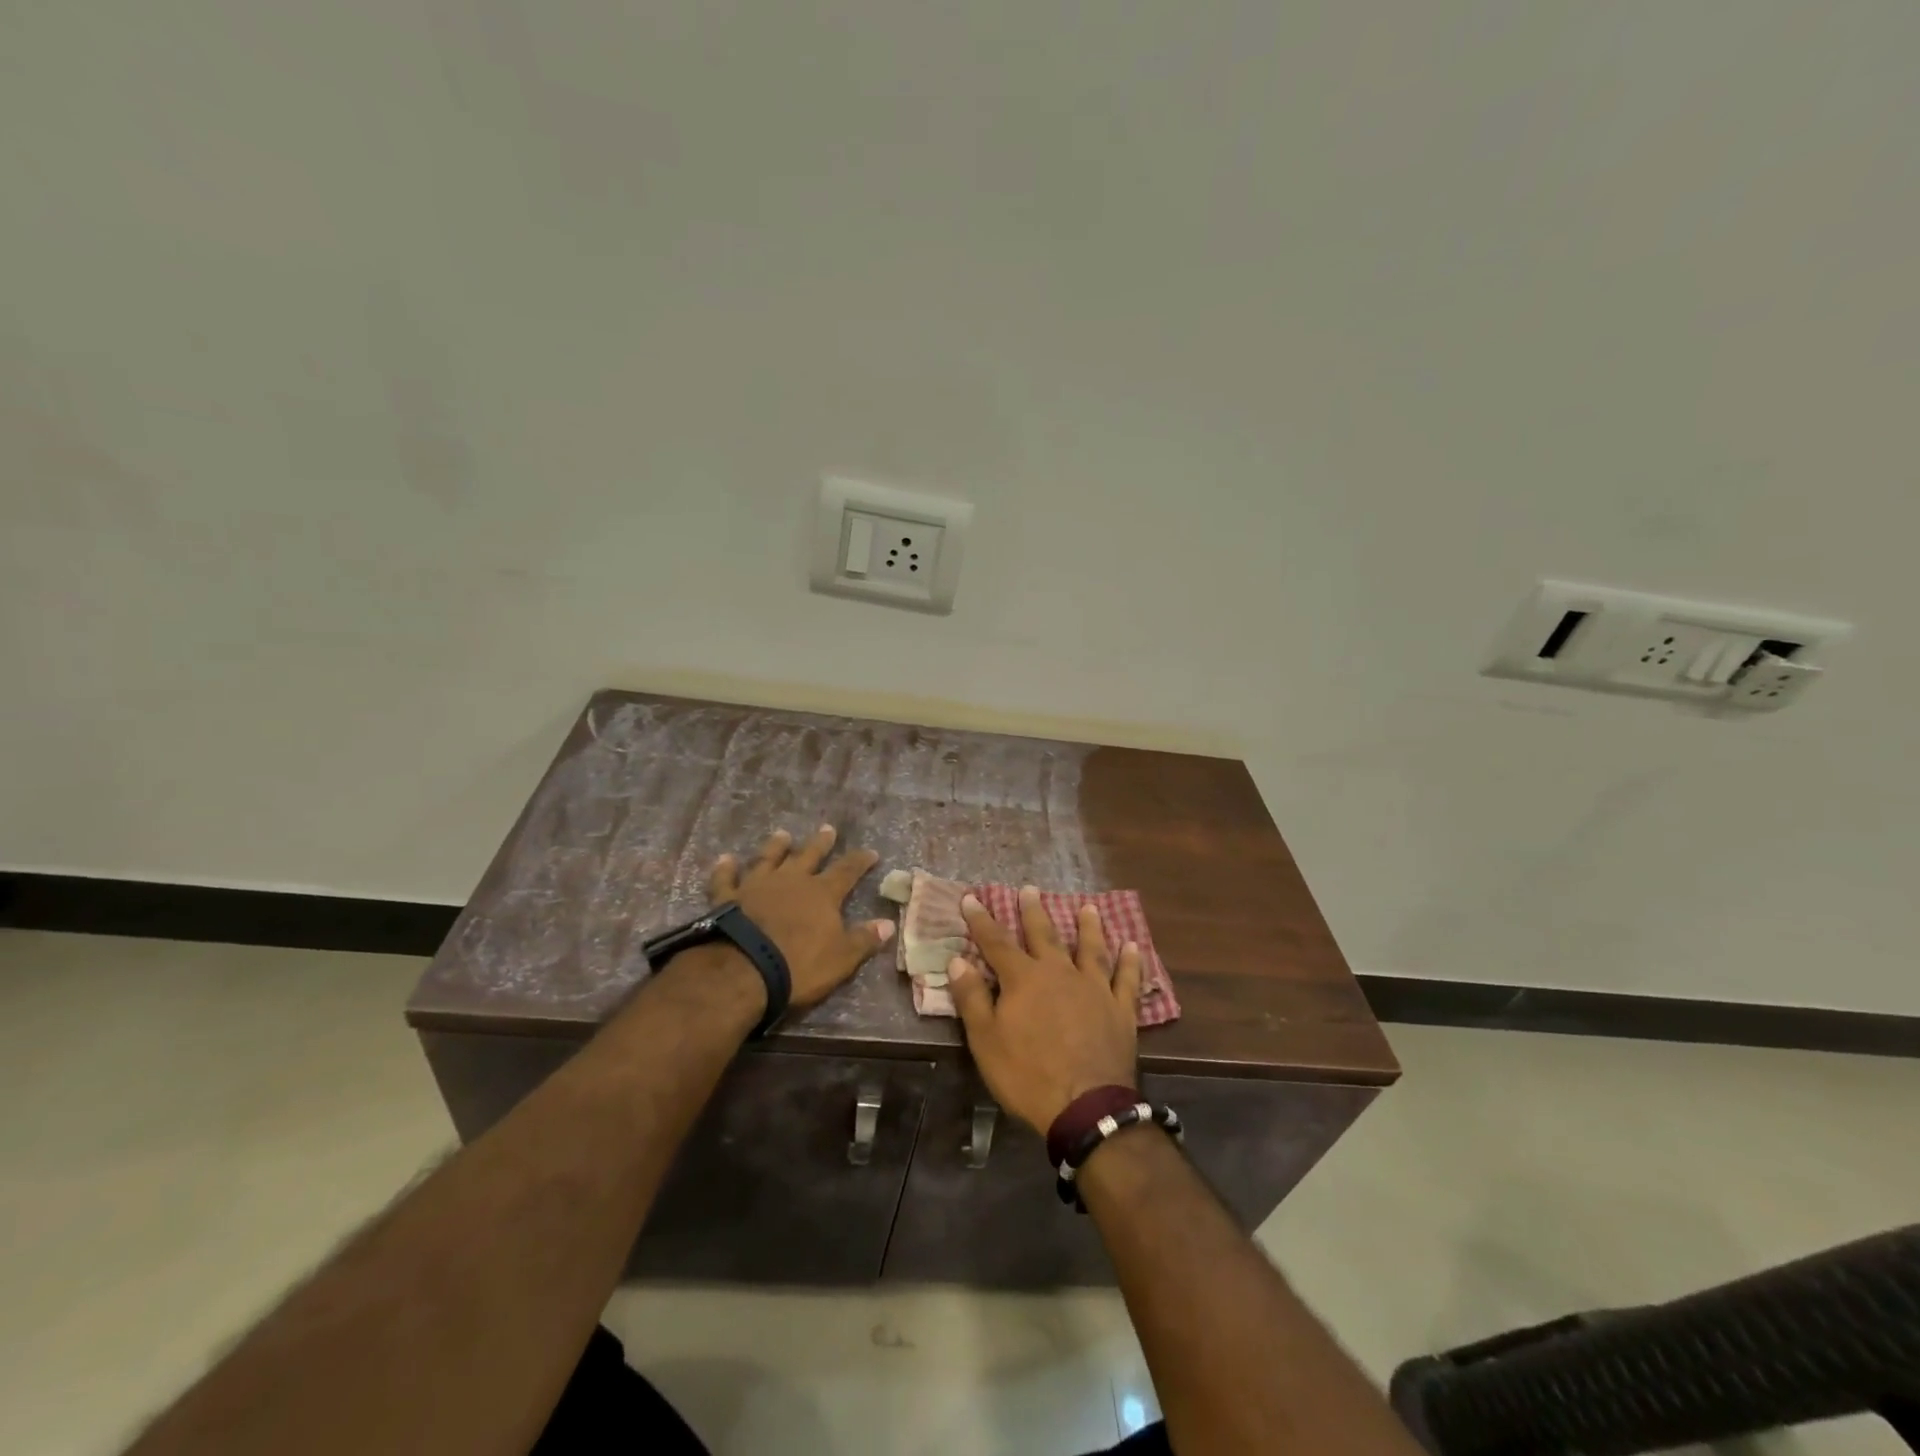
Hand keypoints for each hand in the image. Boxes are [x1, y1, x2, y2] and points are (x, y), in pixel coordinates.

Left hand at [709, 826, 893, 1009]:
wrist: (743, 971)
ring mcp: (757, 885)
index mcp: (822, 894)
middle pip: (809, 855)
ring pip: (769, 858)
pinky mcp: (728, 898)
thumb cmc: (799, 966)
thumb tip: (888, 923)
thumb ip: (864, 939)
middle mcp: (791, 881)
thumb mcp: (841, 958)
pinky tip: (725, 858)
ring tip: (782, 834)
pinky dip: (725, 868)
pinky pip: (726, 878)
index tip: (870, 852)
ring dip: (776, 846)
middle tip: (828, 829)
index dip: (860, 861)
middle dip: (820, 843)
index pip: (847, 871)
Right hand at [946, 886, 1143, 1134]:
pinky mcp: (1120, 1010)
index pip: (996, 942)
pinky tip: (1132, 946)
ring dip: (1088, 927)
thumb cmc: (1027, 1074)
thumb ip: (972, 998)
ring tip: (1088, 907)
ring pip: (1090, 949)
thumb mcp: (986, 1041)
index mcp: (1024, 979)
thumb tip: (957, 961)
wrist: (1086, 1106)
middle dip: (1034, 912)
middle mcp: (1059, 973)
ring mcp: (1094, 989)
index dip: (981, 920)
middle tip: (1030, 889)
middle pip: (1044, 935)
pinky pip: (1126, 979)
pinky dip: (1130, 961)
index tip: (970, 898)